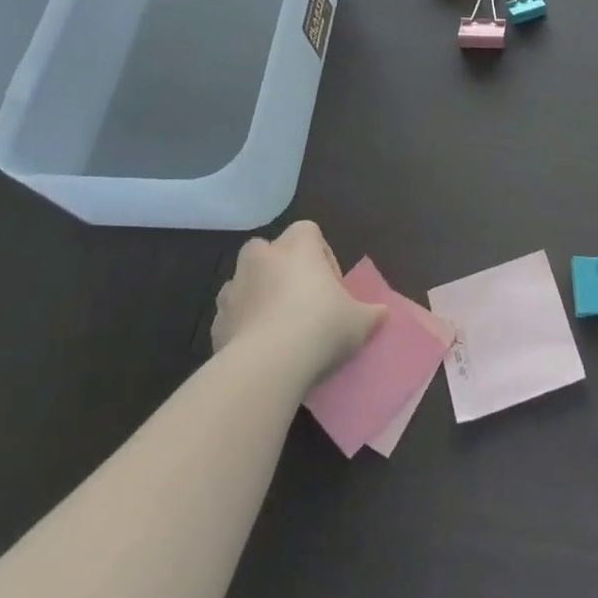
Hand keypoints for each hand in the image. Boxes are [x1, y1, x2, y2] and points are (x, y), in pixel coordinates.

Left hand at [210, 221, 384, 386]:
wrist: (267, 367)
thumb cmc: (320, 327)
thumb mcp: (360, 321)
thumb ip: (371, 313)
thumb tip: (382, 313)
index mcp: (297, 247)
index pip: (308, 230)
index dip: (320, 253)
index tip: (330, 283)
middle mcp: (261, 259)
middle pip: (267, 249)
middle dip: (279, 268)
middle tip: (299, 298)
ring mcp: (233, 289)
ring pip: (244, 282)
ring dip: (257, 296)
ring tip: (278, 326)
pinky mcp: (215, 322)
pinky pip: (232, 315)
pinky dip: (242, 325)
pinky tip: (259, 349)